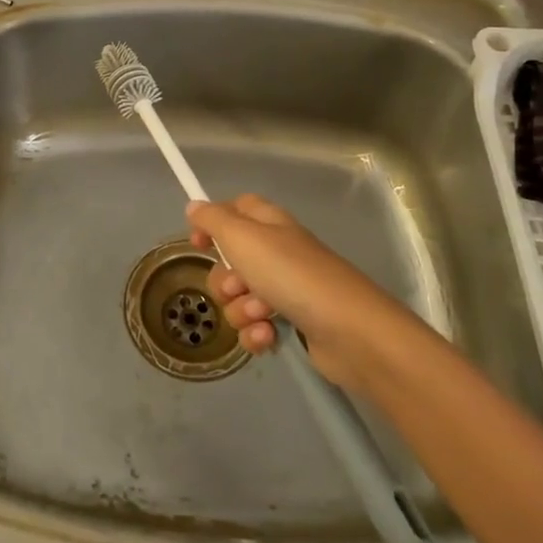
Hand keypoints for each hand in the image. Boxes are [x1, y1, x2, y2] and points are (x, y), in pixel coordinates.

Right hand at [188, 195, 414, 393]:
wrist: (349, 331)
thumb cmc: (292, 275)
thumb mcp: (243, 238)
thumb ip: (213, 220)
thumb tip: (194, 206)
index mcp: (269, 224)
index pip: (236, 209)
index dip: (213, 223)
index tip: (197, 243)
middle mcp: (277, 253)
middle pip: (230, 261)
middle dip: (224, 280)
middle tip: (239, 287)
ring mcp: (287, 290)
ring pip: (239, 299)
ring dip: (241, 310)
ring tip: (263, 315)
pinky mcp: (293, 325)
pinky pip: (255, 327)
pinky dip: (256, 334)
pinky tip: (269, 337)